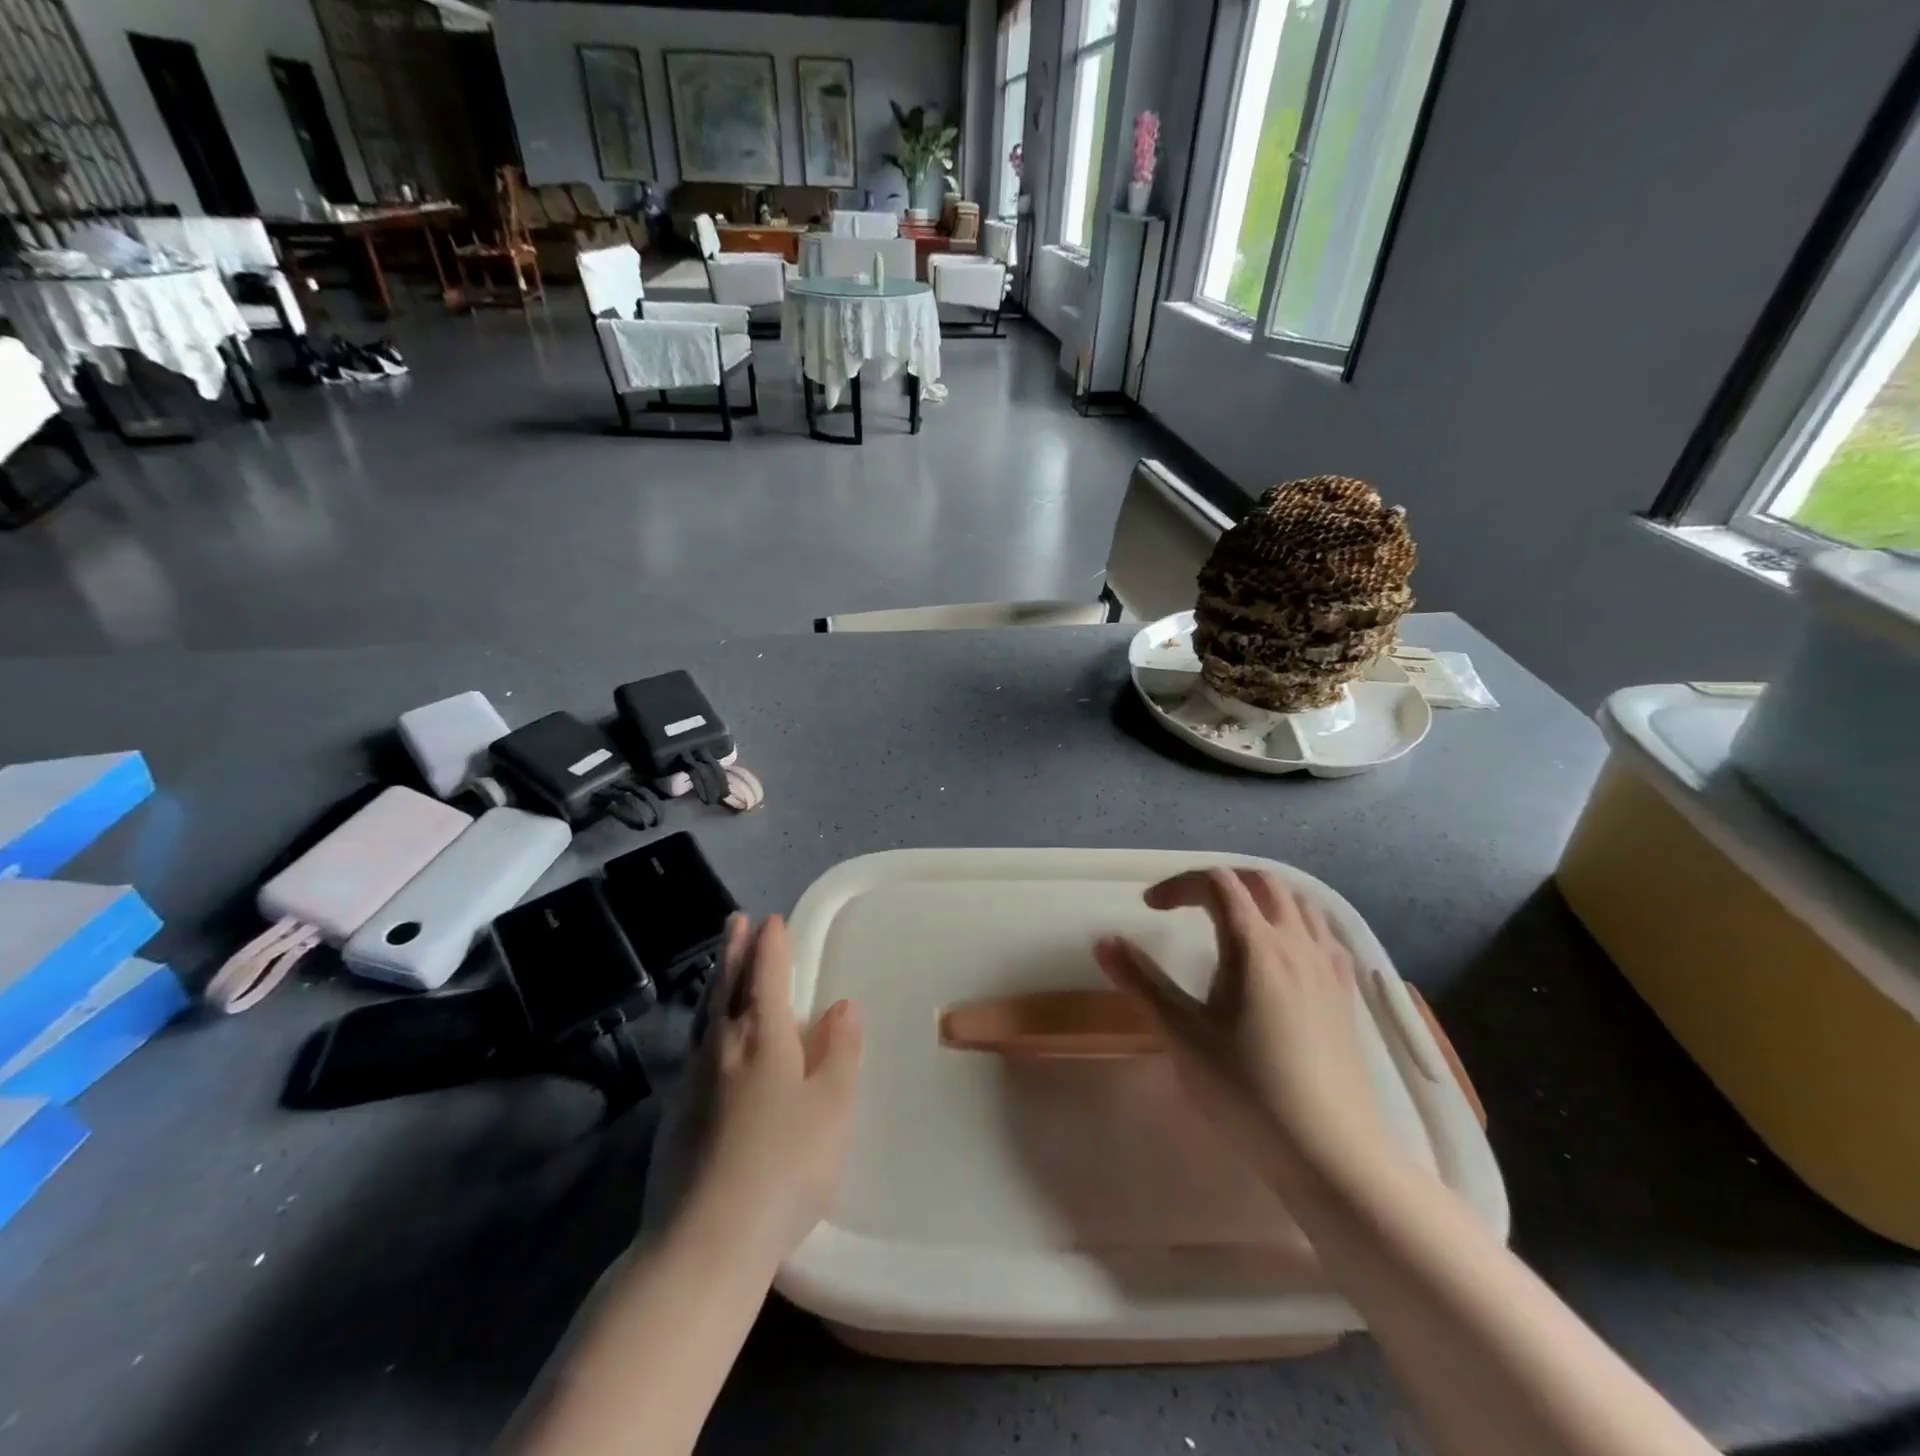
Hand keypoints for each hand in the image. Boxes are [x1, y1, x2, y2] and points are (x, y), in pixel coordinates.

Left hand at [694, 913, 861, 1261]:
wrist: (703, 1244)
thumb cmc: (784, 1167)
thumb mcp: (832, 1108)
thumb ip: (839, 1051)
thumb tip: (841, 1006)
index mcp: (762, 1037)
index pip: (766, 975)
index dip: (771, 946)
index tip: (771, 920)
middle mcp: (722, 1047)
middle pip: (727, 985)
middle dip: (734, 950)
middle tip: (735, 921)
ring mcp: (693, 1080)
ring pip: (705, 1014)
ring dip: (715, 981)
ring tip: (719, 963)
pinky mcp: (675, 1115)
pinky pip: (695, 1045)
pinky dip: (704, 1020)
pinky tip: (707, 1036)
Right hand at [1093, 869, 1398, 1190]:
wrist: (1330, 1153)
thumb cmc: (1246, 1090)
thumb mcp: (1181, 1034)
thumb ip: (1141, 981)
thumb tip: (1103, 939)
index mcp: (1253, 943)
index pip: (1216, 883)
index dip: (1178, 885)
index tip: (1149, 909)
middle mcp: (1295, 942)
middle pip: (1261, 881)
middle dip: (1218, 882)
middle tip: (1187, 906)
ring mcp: (1328, 966)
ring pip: (1298, 901)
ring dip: (1259, 896)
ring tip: (1231, 921)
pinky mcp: (1346, 993)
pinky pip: (1323, 931)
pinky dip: (1294, 920)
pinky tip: (1282, 953)